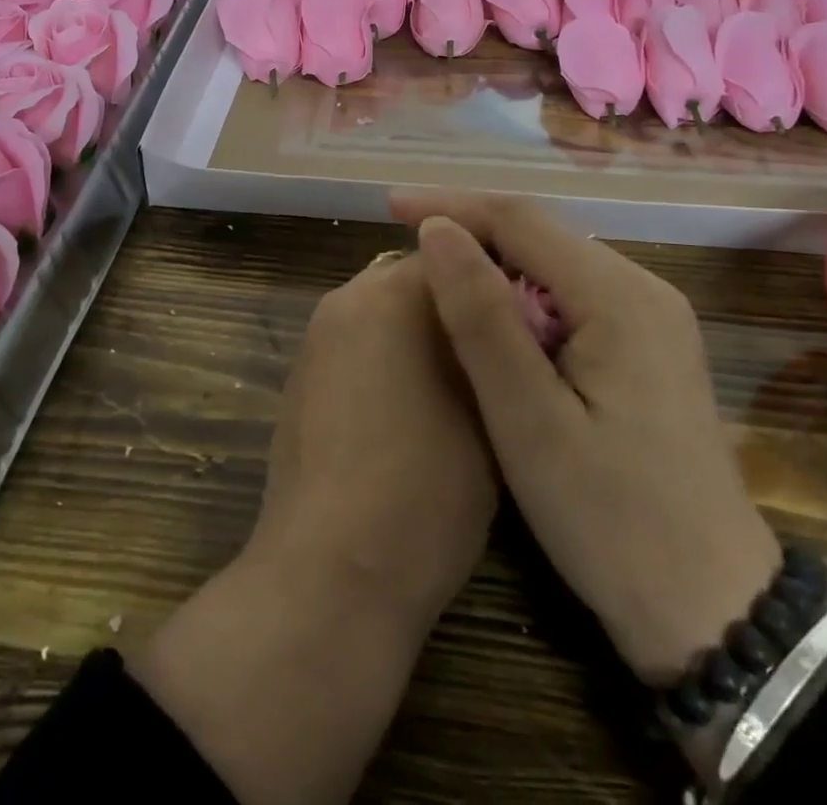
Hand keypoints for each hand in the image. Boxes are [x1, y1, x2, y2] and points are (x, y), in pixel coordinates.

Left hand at [131, 251, 494, 804]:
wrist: (329, 575)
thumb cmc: (425, 491)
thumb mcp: (489, 410)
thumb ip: (494, 344)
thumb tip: (502, 316)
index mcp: (393, 293)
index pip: (456, 250)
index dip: (495, 280)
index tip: (524, 316)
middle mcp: (347, 297)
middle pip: (414, 276)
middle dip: (455, 300)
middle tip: (495, 349)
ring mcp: (317, 336)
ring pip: (383, 308)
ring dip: (418, 328)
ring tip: (456, 382)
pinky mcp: (301, 374)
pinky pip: (356, 340)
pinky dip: (385, 355)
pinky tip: (407, 408)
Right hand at [393, 191, 781, 685]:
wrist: (715, 608)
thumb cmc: (611, 520)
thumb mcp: (529, 421)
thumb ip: (482, 319)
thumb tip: (437, 231)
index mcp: (618, 296)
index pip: (520, 220)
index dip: (451, 206)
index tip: (392, 206)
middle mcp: (643, 288)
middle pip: (541, 234)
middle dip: (472, 228)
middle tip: (405, 238)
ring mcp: (653, 316)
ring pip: (557, 262)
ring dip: (495, 260)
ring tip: (436, 271)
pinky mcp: (651, 346)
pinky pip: (575, 294)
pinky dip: (525, 294)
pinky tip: (494, 317)